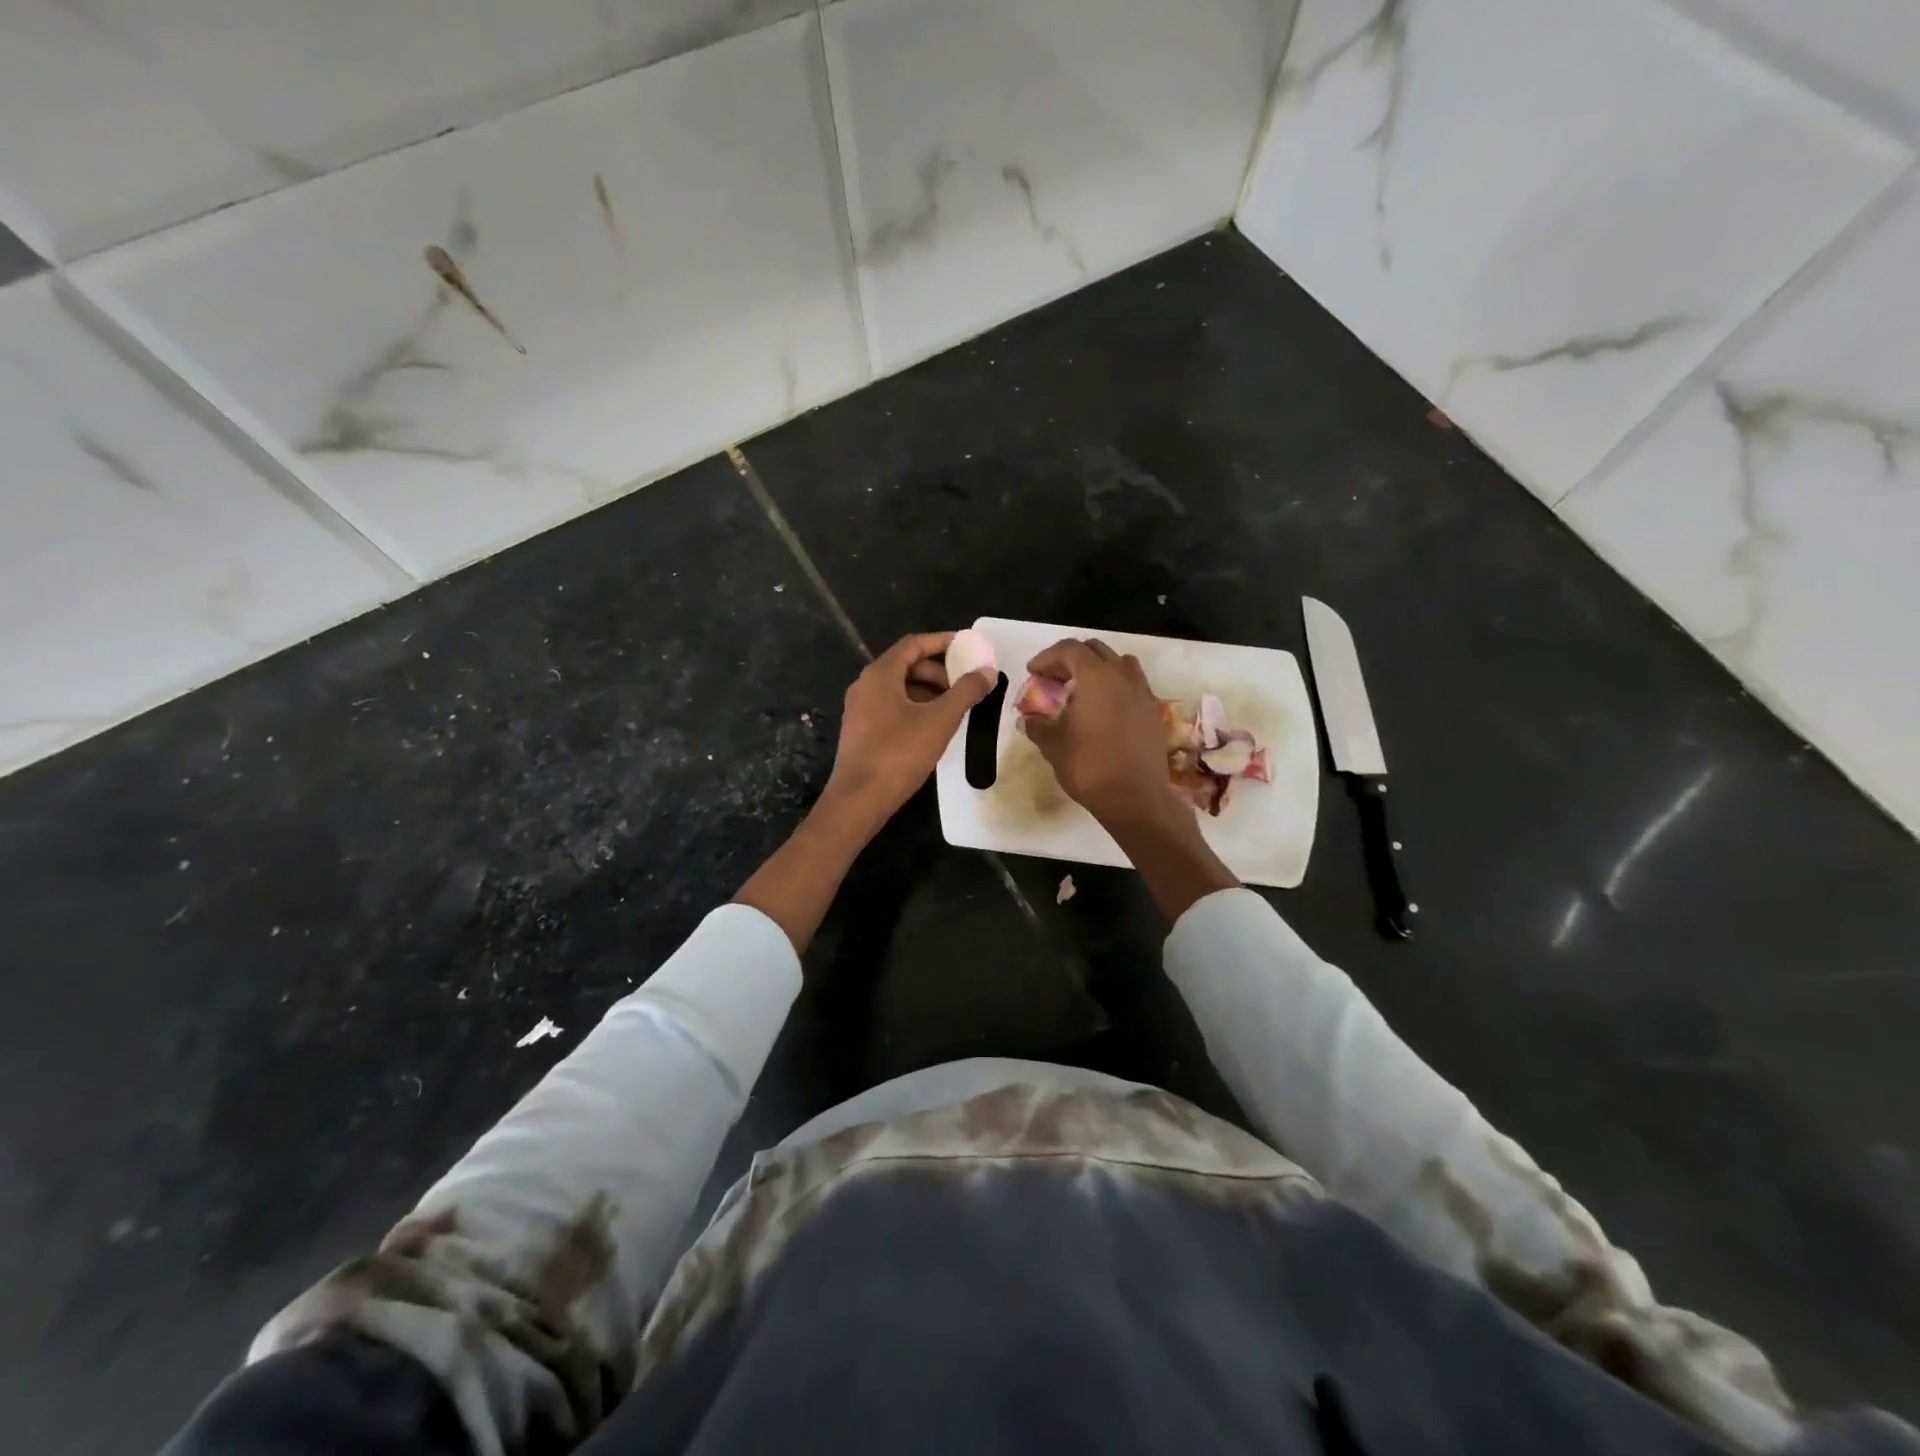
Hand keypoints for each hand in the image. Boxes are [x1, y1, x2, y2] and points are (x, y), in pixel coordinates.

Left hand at [824, 632, 994, 830]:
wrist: (858, 799)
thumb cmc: (899, 753)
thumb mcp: (940, 720)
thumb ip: (966, 692)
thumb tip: (987, 671)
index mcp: (880, 674)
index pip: (914, 644)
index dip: (943, 642)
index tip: (969, 647)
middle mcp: (866, 685)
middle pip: (907, 665)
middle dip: (939, 672)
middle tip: (965, 686)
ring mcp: (860, 709)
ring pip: (900, 689)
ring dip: (929, 692)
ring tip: (954, 710)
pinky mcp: (861, 731)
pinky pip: (892, 708)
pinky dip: (915, 708)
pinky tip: (933, 729)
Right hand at [1023, 638, 1238, 920]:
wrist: (1136, 798)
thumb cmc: (1089, 766)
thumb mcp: (1053, 745)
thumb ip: (1038, 725)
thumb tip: (1027, 718)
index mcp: (1096, 676)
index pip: (1069, 649)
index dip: (1047, 657)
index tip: (1032, 672)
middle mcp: (1123, 676)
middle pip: (1096, 650)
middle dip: (1071, 659)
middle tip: (1053, 678)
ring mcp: (1143, 693)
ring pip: (1119, 664)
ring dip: (1097, 669)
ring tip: (1081, 690)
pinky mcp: (1153, 712)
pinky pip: (1132, 686)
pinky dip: (1114, 687)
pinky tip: (1102, 711)